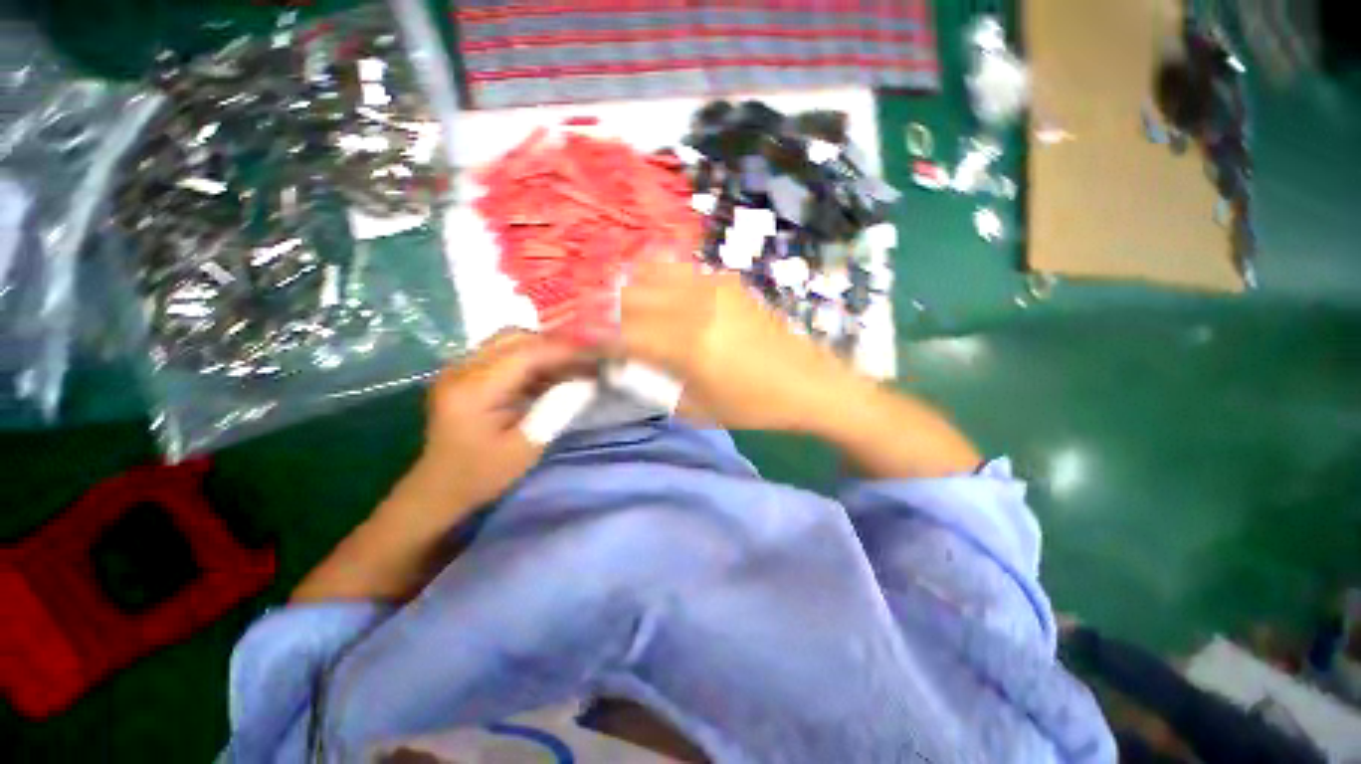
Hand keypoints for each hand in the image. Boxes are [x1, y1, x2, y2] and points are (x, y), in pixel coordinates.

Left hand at [291, 331, 590, 602]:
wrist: (439, 488)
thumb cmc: (482, 474)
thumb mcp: (526, 448)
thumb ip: (557, 410)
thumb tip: (587, 382)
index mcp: (472, 390)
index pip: (526, 354)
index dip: (564, 351)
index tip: (596, 353)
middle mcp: (460, 369)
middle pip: (515, 338)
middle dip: (555, 345)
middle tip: (586, 359)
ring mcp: (459, 368)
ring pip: (510, 341)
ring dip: (544, 350)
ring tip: (572, 365)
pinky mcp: (465, 373)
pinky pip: (504, 353)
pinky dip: (532, 359)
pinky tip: (550, 374)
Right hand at [618, 261, 859, 430]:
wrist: (810, 382)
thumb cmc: (755, 405)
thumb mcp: (698, 408)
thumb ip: (655, 385)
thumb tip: (625, 367)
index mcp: (688, 344)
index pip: (623, 333)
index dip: (596, 339)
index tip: (582, 346)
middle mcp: (696, 305)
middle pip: (630, 295)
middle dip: (608, 313)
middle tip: (604, 331)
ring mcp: (713, 286)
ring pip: (651, 274)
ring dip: (631, 292)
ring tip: (628, 313)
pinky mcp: (727, 281)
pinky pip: (679, 271)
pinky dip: (658, 282)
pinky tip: (660, 301)